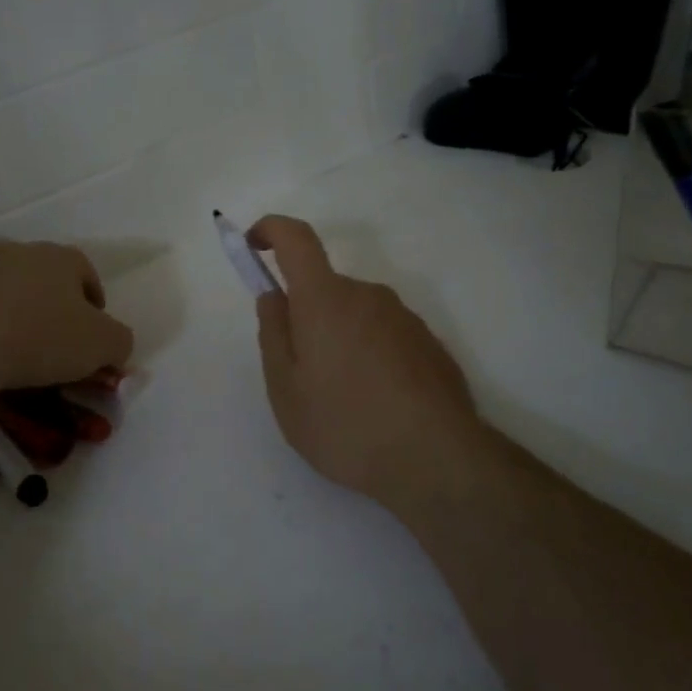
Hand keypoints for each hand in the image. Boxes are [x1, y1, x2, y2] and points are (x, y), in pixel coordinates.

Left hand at [0, 238, 134, 396]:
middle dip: (38, 288)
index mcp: (56, 259)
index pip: (83, 269)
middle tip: (41, 325)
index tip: (90, 326)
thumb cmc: (37, 340)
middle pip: (31, 263)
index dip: (91, 296)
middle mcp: (10, 250)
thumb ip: (118, 341)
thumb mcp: (100, 346)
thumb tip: (117, 345)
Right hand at [249, 215, 485, 512]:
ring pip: (356, 316)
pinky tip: (378, 406)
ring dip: (341, 342)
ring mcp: (405, 318)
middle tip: (303, 376)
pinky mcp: (430, 344)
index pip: (296, 238)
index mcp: (325, 299)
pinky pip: (385, 337)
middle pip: (326, 290)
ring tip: (343, 401)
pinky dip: (371, 358)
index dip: (270, 230)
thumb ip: (273, 335)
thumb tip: (273, 296)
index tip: (254, 245)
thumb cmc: (345, 424)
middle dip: (307, 319)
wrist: (437, 460)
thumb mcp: (286, 390)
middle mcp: (368, 295)